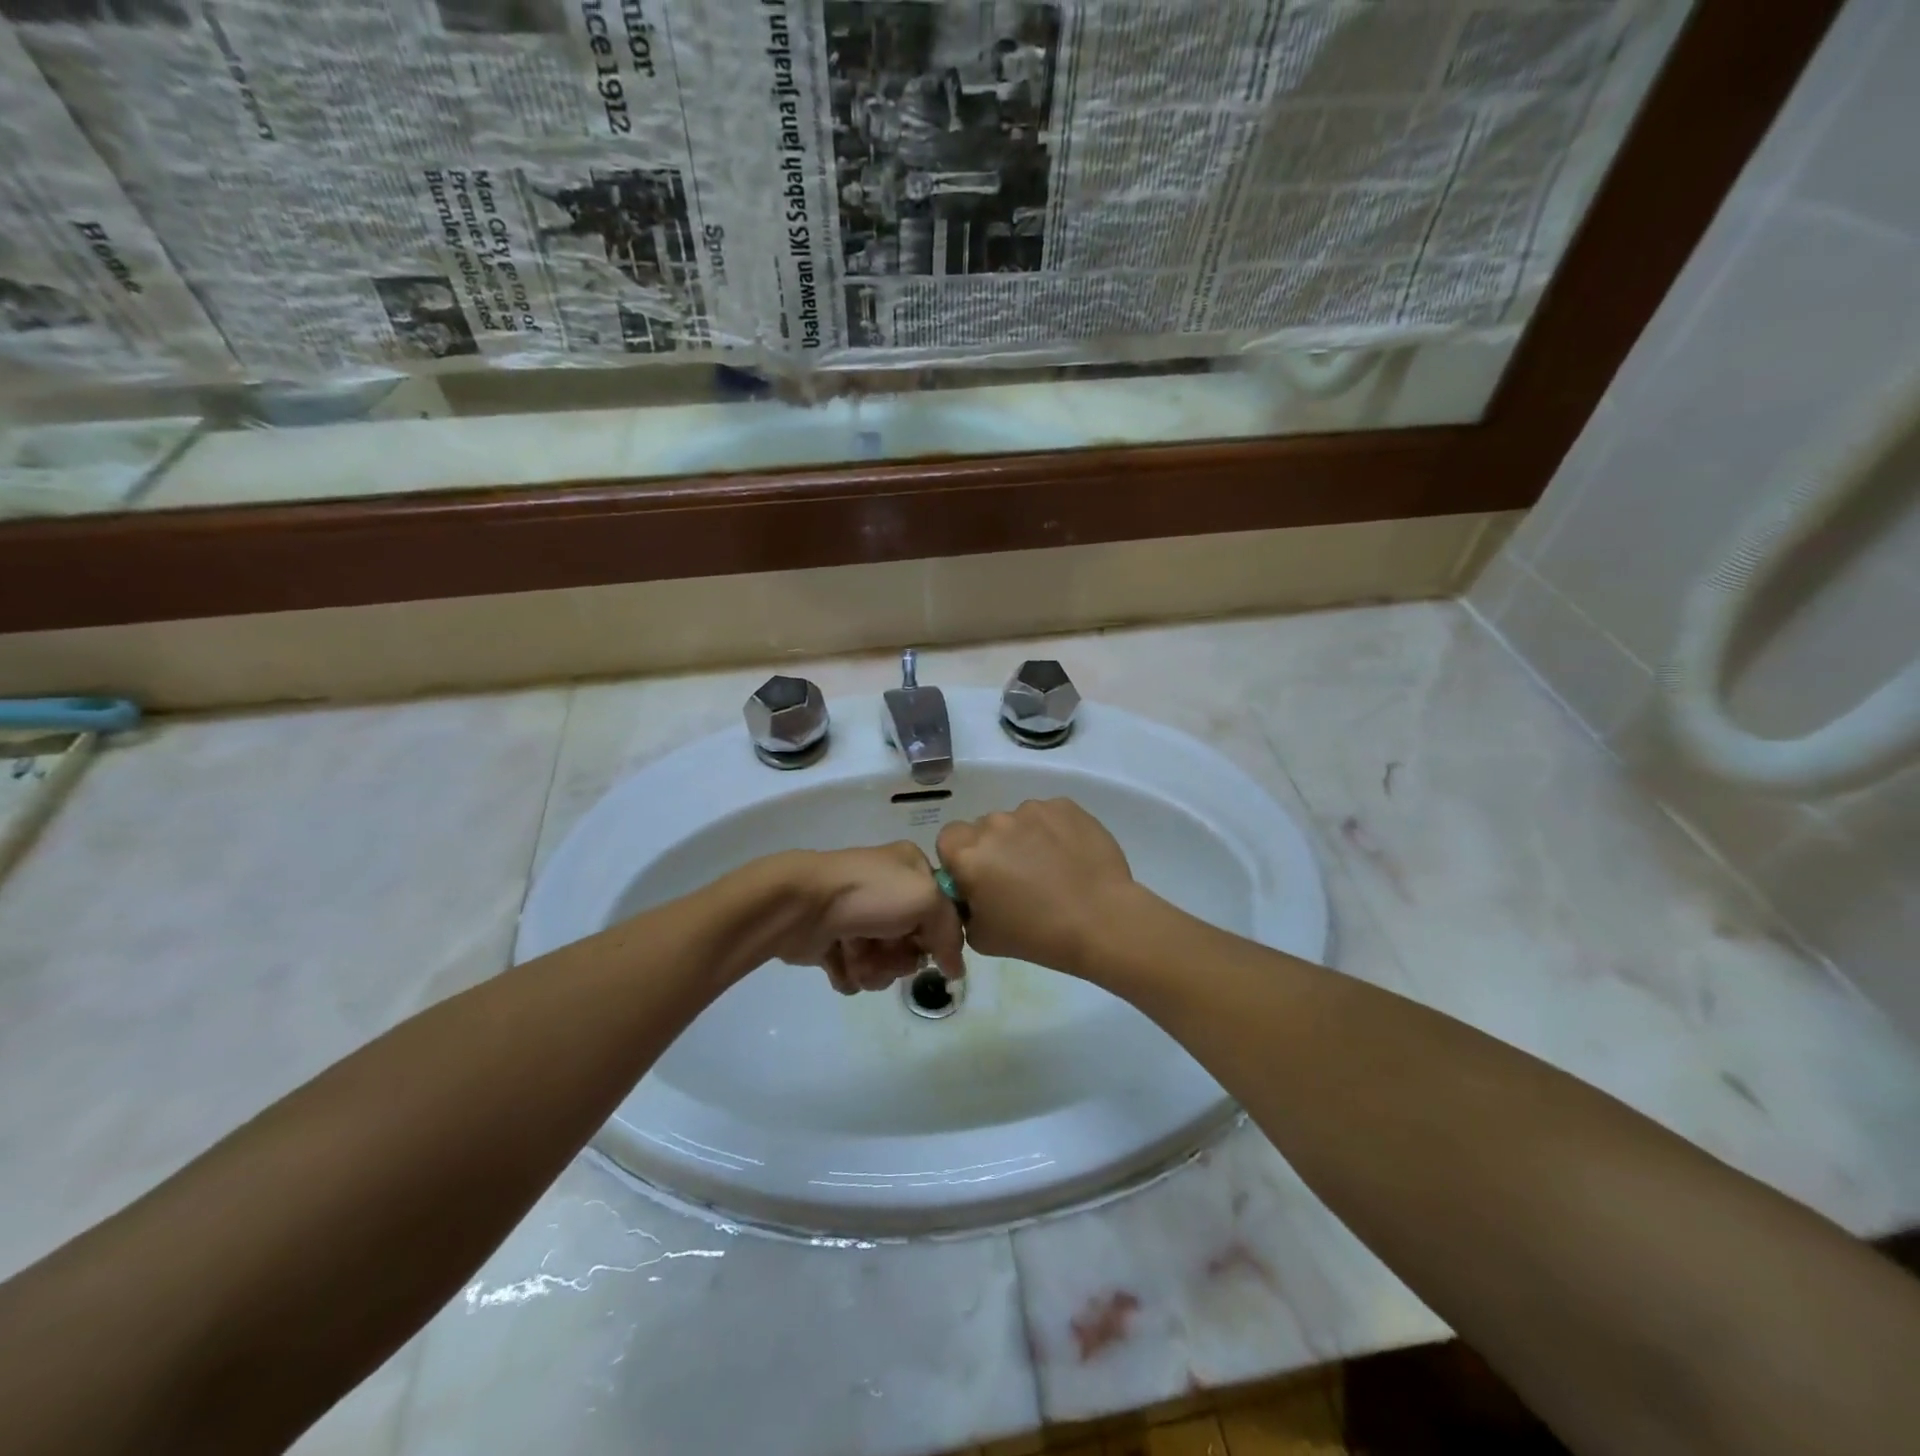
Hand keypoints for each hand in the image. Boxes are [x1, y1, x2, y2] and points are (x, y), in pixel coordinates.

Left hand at [777, 844, 965, 994]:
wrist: (800, 904)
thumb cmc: (868, 894)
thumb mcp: (927, 900)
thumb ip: (950, 933)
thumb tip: (955, 969)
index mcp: (910, 867)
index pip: (941, 909)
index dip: (938, 935)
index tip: (928, 948)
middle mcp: (886, 889)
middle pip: (913, 941)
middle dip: (900, 956)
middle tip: (886, 950)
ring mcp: (858, 915)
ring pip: (885, 961)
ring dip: (875, 967)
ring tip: (857, 956)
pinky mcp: (833, 940)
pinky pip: (856, 971)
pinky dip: (850, 973)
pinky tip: (840, 962)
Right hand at [936, 799, 1139, 974]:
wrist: (1101, 920)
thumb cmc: (1036, 935)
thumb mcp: (981, 937)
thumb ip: (965, 908)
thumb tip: (972, 894)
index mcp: (967, 853)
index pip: (948, 840)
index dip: (961, 860)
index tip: (980, 880)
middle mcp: (994, 823)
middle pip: (984, 829)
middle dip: (995, 849)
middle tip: (1017, 879)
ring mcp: (1031, 810)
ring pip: (1018, 821)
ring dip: (1025, 839)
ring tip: (1051, 870)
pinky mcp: (1064, 806)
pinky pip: (1049, 816)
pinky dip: (1054, 833)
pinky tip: (1071, 858)